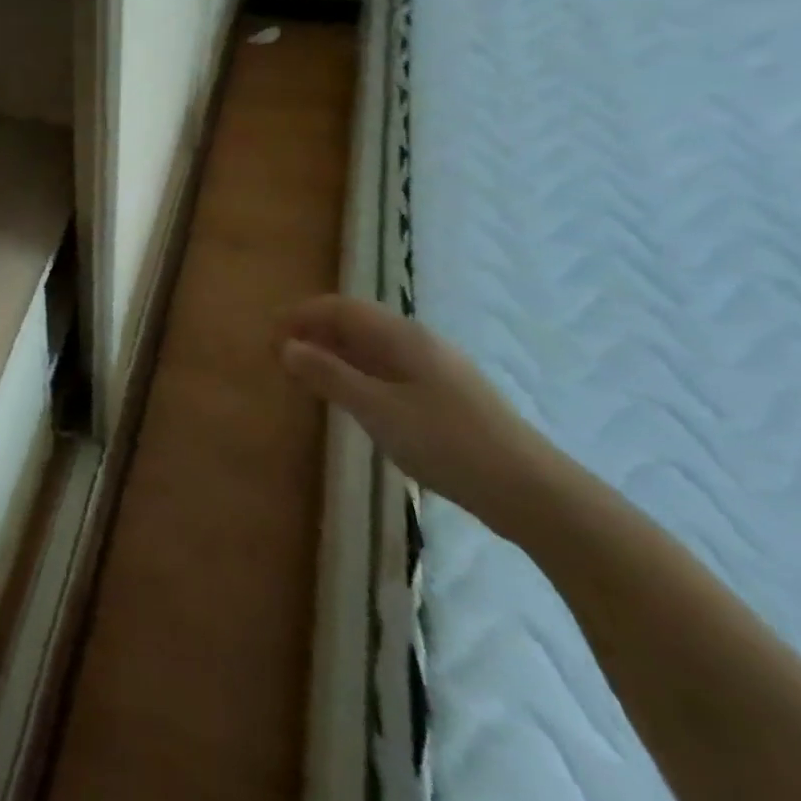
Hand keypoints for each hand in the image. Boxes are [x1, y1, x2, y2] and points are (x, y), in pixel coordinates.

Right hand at [280, 295, 562, 537]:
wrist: (532, 492)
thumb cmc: (447, 443)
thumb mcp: (377, 409)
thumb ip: (329, 375)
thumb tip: (286, 347)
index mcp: (401, 336)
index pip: (339, 307)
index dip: (300, 315)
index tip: (268, 337)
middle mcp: (418, 342)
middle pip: (355, 323)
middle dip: (314, 333)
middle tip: (281, 359)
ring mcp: (436, 369)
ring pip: (372, 348)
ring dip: (334, 354)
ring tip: (306, 378)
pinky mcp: (445, 396)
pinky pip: (387, 369)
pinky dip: (357, 373)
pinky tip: (351, 399)